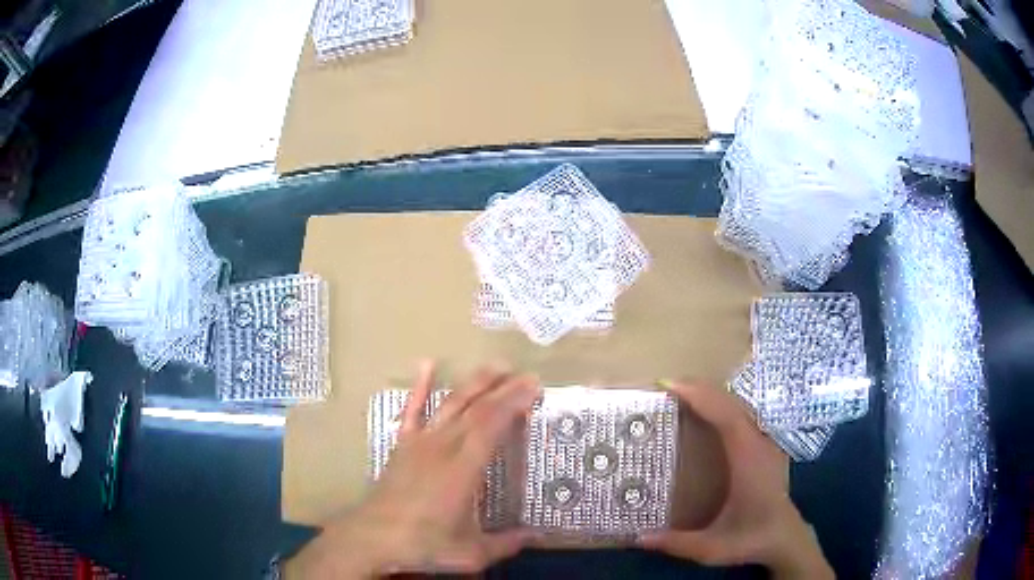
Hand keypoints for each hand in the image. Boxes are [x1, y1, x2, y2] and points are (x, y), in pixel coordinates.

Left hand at [289, 361, 540, 578]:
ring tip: (495, 366)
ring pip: (450, 404)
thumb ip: (507, 543)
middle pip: (476, 409)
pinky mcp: (403, 445)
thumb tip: (539, 536)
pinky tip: (427, 364)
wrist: (373, 537)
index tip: (534, 386)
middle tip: (526, 375)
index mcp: (463, 469)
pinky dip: (420, 386)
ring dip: (474, 382)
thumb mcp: (472, 553)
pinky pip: (412, 410)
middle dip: (503, 388)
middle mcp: (443, 447)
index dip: (513, 402)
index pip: (492, 425)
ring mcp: (420, 443)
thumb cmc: (423, 544)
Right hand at [639, 381, 833, 578]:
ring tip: (685, 393)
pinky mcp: (767, 445)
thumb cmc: (751, 539)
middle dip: (701, 388)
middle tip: (669, 385)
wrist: (785, 538)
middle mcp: (760, 443)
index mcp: (748, 459)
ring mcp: (766, 442)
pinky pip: (744, 414)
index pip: (725, 416)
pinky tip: (710, 411)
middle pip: (732, 402)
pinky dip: (723, 405)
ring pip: (740, 405)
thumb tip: (638, 537)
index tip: (670, 385)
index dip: (699, 396)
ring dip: (713, 394)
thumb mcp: (712, 548)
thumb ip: (677, 543)